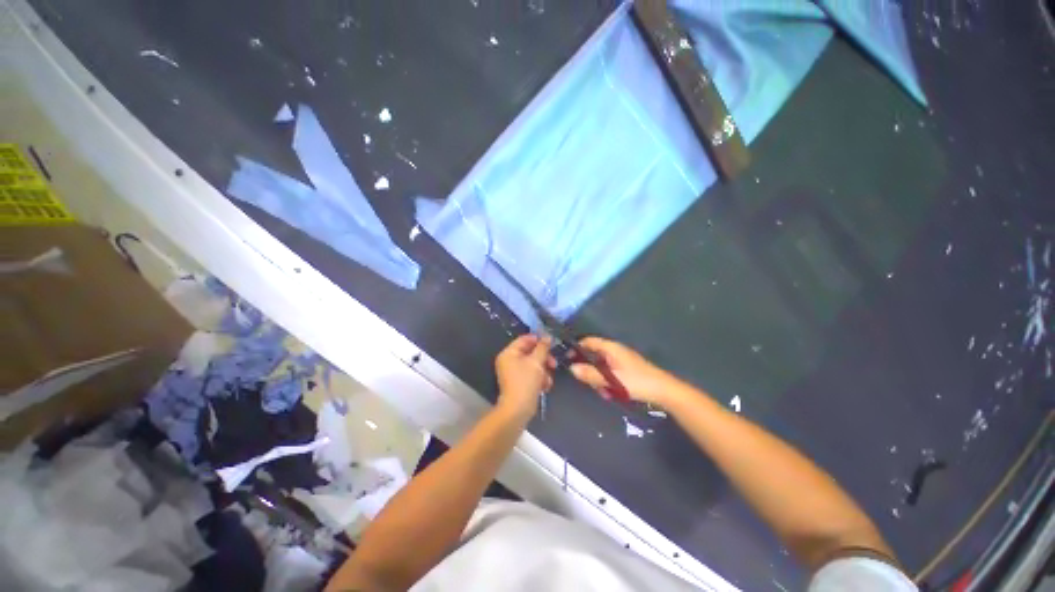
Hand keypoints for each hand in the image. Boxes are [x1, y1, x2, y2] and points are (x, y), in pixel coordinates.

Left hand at [495, 334, 555, 419]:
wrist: (518, 410)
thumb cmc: (525, 382)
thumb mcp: (536, 362)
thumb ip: (543, 347)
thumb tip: (547, 336)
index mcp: (509, 353)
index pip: (524, 339)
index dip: (538, 339)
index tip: (551, 343)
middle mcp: (509, 361)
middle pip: (530, 352)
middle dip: (544, 358)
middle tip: (554, 363)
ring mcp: (514, 373)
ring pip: (533, 364)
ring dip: (543, 370)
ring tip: (548, 379)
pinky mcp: (519, 383)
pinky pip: (532, 375)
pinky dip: (539, 379)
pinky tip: (545, 386)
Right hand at [570, 337, 677, 405]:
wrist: (664, 391)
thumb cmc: (637, 382)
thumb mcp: (611, 380)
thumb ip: (590, 374)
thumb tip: (571, 368)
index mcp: (611, 348)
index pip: (588, 341)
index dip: (576, 348)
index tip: (567, 359)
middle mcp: (615, 350)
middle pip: (593, 354)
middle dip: (589, 369)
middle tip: (588, 383)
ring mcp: (621, 359)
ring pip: (601, 366)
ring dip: (599, 378)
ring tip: (604, 392)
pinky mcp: (626, 369)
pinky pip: (610, 372)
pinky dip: (608, 381)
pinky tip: (611, 393)